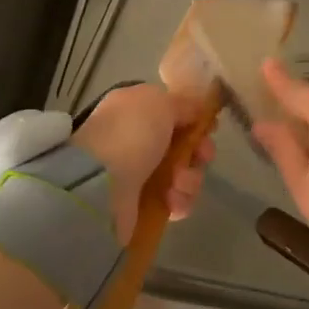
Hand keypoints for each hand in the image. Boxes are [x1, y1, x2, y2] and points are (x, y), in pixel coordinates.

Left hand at [71, 83, 214, 242]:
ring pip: (183, 175)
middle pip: (183, 146)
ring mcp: (138, 176)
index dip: (194, 120)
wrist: (99, 184)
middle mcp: (135, 141)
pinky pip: (175, 202)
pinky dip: (179, 201)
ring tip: (177, 184)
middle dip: (199, 152)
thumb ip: (182, 103)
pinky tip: (172, 201)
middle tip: (202, 156)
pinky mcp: (142, 206)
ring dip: (190, 179)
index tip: (209, 127)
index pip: (172, 114)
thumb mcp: (159, 102)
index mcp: (134, 111)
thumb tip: (196, 109)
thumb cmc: (131, 134)